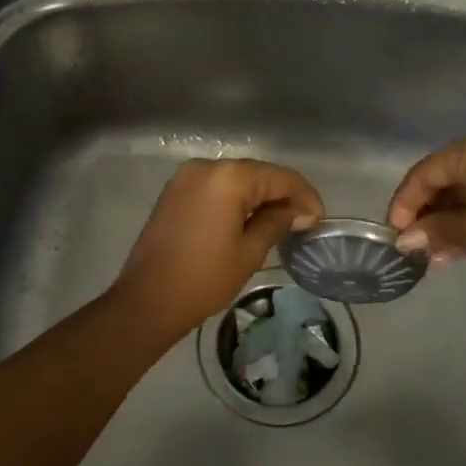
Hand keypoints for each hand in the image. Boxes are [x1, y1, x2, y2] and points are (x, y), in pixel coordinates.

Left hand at [111, 159, 324, 338]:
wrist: (147, 300)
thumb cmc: (204, 278)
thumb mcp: (249, 252)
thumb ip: (278, 222)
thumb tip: (300, 211)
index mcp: (228, 177)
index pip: (280, 177)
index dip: (305, 196)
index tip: (319, 219)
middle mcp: (207, 166)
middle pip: (257, 174)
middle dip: (283, 195)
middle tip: (303, 222)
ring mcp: (186, 177)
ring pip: (236, 179)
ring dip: (259, 196)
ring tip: (280, 223)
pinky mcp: (175, 191)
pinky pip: (215, 187)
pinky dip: (235, 199)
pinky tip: (248, 219)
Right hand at [386, 129, 465, 281]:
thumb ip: (437, 230)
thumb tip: (404, 240)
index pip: (427, 171)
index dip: (406, 201)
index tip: (394, 232)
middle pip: (444, 178)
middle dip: (426, 213)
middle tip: (413, 245)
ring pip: (464, 190)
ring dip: (446, 221)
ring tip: (433, 254)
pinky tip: (455, 249)